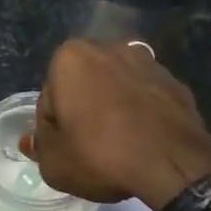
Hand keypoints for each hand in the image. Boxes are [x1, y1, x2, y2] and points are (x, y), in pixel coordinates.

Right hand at [28, 39, 210, 206]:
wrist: (172, 162)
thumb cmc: (100, 155)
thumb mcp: (54, 163)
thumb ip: (40, 146)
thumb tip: (36, 139)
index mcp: (70, 58)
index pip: (49, 99)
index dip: (53, 130)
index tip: (65, 151)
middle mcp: (109, 48)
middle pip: (84, 86)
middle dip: (83, 112)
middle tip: (88, 150)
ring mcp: (147, 62)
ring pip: (117, 90)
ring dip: (113, 110)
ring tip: (118, 148)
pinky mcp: (175, 81)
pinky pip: (146, 99)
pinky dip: (141, 115)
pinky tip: (143, 144)